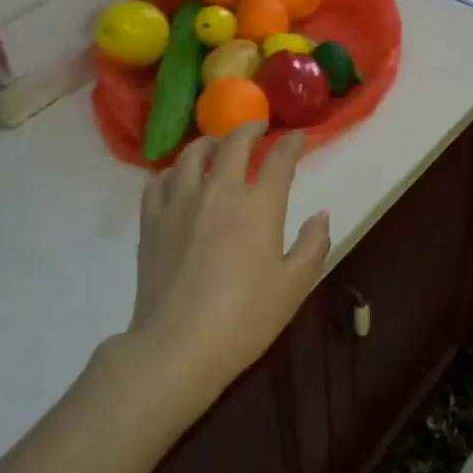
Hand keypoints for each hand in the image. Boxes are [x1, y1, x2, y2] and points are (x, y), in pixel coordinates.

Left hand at [101, 122, 329, 429]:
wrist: (178, 345)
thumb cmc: (246, 318)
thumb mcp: (294, 285)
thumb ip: (313, 245)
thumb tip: (320, 215)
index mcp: (260, 205)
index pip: (278, 159)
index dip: (291, 143)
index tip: (297, 138)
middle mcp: (219, 192)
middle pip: (233, 144)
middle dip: (249, 129)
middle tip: (258, 126)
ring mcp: (180, 203)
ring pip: (191, 155)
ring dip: (209, 142)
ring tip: (217, 144)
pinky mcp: (152, 222)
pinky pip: (158, 181)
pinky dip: (172, 171)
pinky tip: (177, 177)